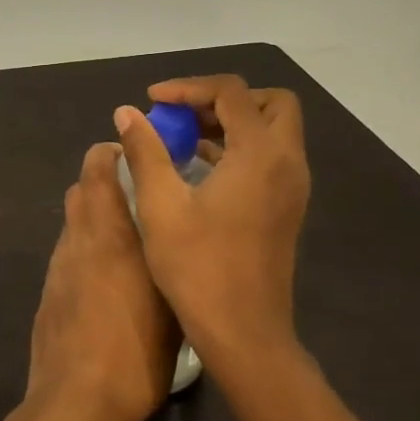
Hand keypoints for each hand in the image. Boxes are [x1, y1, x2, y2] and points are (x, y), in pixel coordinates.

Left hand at [26, 142, 180, 420]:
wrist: (77, 399)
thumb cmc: (137, 350)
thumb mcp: (173, 305)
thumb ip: (169, 262)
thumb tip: (175, 242)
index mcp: (109, 232)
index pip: (96, 167)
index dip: (110, 153)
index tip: (134, 159)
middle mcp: (78, 239)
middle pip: (81, 190)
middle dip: (104, 184)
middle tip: (138, 201)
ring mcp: (57, 266)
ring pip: (73, 223)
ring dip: (94, 220)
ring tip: (127, 245)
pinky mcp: (48, 292)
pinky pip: (67, 255)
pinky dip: (84, 252)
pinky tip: (106, 283)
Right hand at [114, 75, 311, 366]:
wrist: (244, 333)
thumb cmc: (198, 267)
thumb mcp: (160, 205)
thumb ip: (145, 150)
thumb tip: (127, 113)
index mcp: (259, 154)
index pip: (231, 92)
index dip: (188, 87)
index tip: (152, 101)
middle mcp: (286, 162)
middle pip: (268, 103)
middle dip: (224, 99)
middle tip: (183, 114)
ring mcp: (292, 186)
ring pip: (272, 129)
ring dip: (231, 122)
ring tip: (183, 138)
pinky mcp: (287, 206)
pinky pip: (269, 156)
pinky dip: (239, 147)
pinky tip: (198, 167)